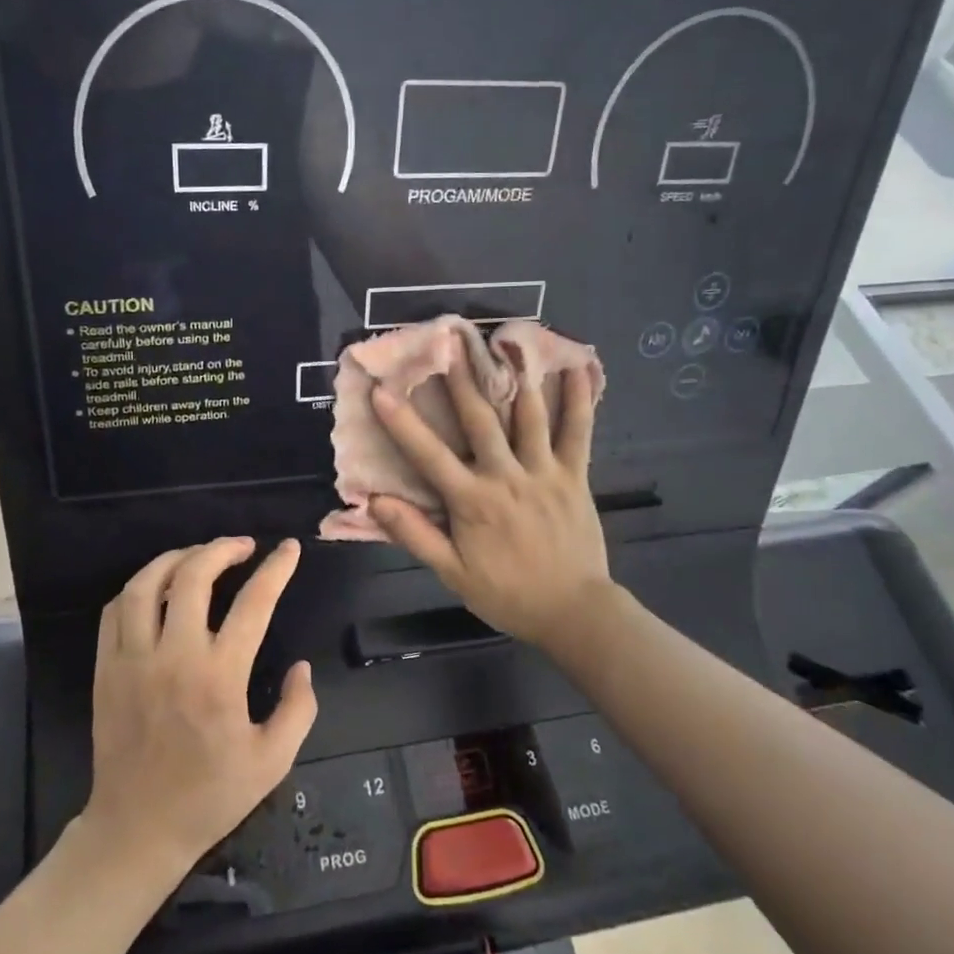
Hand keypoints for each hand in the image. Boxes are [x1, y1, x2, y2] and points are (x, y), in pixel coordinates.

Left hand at [84, 537, 317, 875]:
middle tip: (243, 546)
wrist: (137, 829)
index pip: (253, 604)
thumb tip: (301, 666)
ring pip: (147, 584)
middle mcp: (174, 657)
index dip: (276, 569)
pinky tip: (158, 587)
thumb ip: (297, 709)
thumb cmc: (209, 796)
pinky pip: (115, 610)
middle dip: (222, 549)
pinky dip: (139, 587)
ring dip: (177, 558)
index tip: (288, 549)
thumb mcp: (273, 761)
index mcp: (219, 677)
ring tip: (199, 555)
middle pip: (193, 577)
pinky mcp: (106, 669)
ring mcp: (133, 660)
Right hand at [368, 341, 613, 650]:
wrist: (573, 612)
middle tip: (449, 342)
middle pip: (480, 420)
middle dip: (461, 379)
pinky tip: (576, 368)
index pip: (429, 454)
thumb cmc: (507, 594)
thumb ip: (415, 534)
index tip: (381, 390)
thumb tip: (375, 501)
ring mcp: (545, 472)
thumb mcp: (453, 573)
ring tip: (505, 342)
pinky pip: (578, 432)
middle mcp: (507, 476)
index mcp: (473, 501)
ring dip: (514, 377)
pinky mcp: (575, 476)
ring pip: (529, 416)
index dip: (402, 422)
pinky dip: (578, 400)